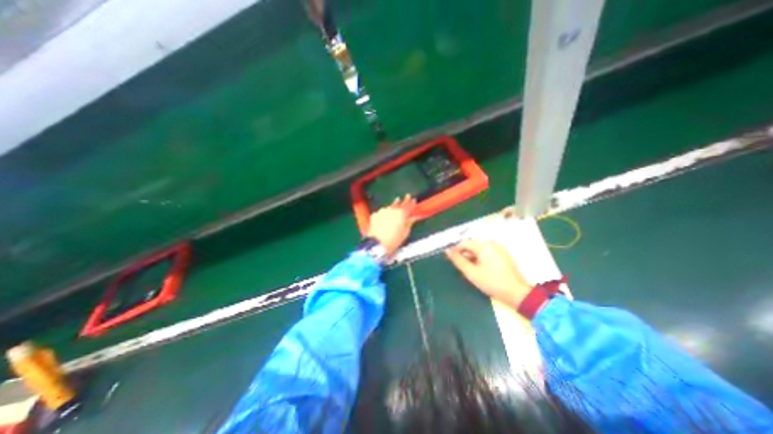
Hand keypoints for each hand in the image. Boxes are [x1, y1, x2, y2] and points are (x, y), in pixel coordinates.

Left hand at [365, 195, 415, 254]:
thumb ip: (410, 222)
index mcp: (402, 213)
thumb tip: (414, 217)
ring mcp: (382, 211)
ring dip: (393, 206)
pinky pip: (382, 212)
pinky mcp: (375, 214)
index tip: (414, 199)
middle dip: (403, 200)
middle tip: (407, 196)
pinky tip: (385, 217)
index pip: (408, 205)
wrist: (376, 244)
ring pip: (390, 207)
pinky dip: (384, 213)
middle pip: (399, 203)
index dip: (412, 202)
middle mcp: (392, 209)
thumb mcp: (405, 232)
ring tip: (395, 206)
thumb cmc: (394, 240)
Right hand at [447, 240, 531, 307]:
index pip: (465, 242)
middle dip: (464, 254)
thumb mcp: (471, 272)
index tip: (450, 259)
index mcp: (485, 245)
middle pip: (472, 245)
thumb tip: (447, 250)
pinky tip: (479, 269)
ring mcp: (499, 249)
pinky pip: (487, 253)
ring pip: (479, 249)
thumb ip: (458, 260)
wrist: (518, 294)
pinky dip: (480, 259)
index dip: (455, 250)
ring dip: (472, 257)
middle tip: (459, 266)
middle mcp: (492, 243)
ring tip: (468, 269)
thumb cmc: (492, 282)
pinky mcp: (504, 255)